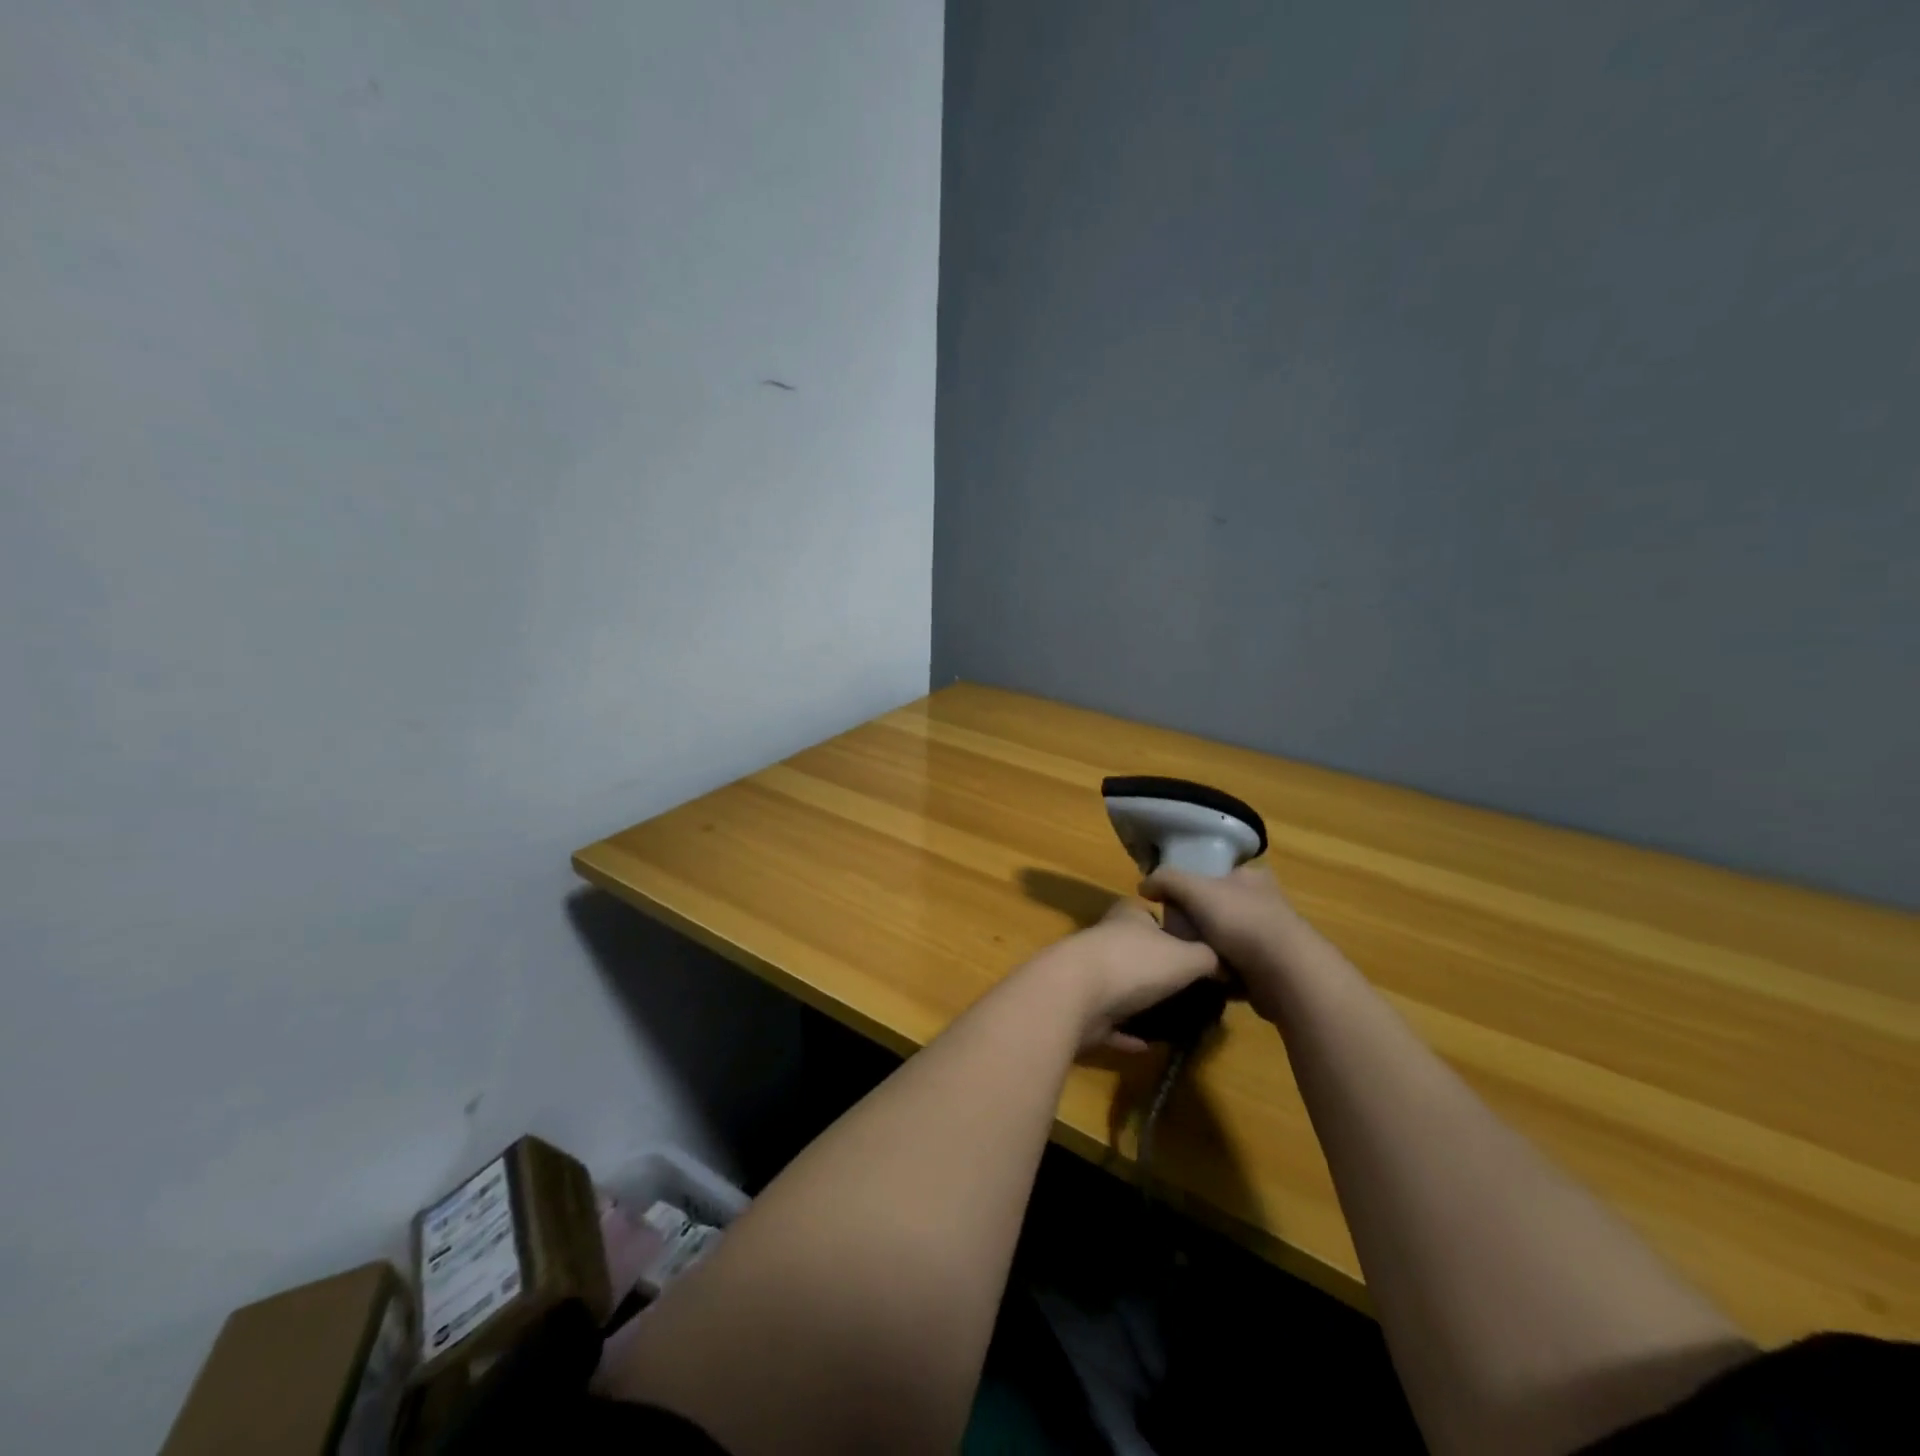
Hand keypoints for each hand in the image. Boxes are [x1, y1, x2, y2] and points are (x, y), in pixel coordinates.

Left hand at [1024, 899, 1220, 1053]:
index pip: (1151, 914)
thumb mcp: (1188, 956)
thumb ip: (1209, 958)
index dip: (1172, 928)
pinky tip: (1149, 1045)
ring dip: (1142, 1003)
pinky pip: (1110, 1023)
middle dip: (1158, 969)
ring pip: (1121, 988)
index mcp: (1128, 917)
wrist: (1075, 994)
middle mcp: (1106, 941)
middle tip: (1192, 991)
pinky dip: (1127, 1034)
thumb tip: (1224, 965)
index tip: (1196, 950)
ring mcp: (1089, 976)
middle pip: (1136, 952)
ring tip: (1176, 1019)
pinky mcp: (1081, 1010)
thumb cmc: (1135, 963)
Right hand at [1139, 863, 1320, 1020]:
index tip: (1169, 903)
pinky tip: (1204, 979)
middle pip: (1215, 909)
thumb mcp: (1194, 889)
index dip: (1189, 885)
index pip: (1213, 874)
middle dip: (1195, 923)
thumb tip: (1144, 886)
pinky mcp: (1270, 970)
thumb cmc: (1241, 921)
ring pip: (1223, 940)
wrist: (1286, 975)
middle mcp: (1263, 903)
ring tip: (1186, 959)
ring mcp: (1269, 938)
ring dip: (1206, 951)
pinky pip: (1234, 969)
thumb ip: (1166, 880)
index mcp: (1250, 877)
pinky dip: (1219, 975)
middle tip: (1174, 934)